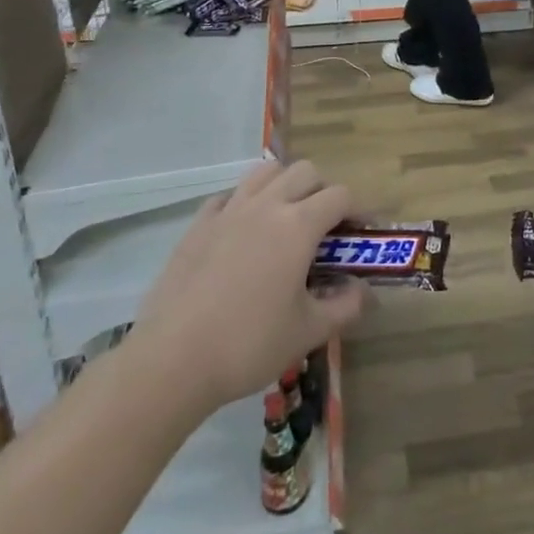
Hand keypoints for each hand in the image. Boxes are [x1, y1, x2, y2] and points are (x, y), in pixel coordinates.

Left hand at [129, 161, 366, 410]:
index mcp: (298, 225)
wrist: (172, 361)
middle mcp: (266, 206)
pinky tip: (243, 232)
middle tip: (325, 226)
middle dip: (323, 191)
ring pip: (265, 172)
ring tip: (286, 218)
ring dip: (284, 185)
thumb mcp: (309, 332)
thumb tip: (362, 291)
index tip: (361, 232)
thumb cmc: (249, 345)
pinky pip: (229, 196)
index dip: (357, 209)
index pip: (340, 195)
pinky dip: (245, 203)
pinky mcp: (198, 225)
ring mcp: (228, 211)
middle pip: (305, 172)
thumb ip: (345, 307)